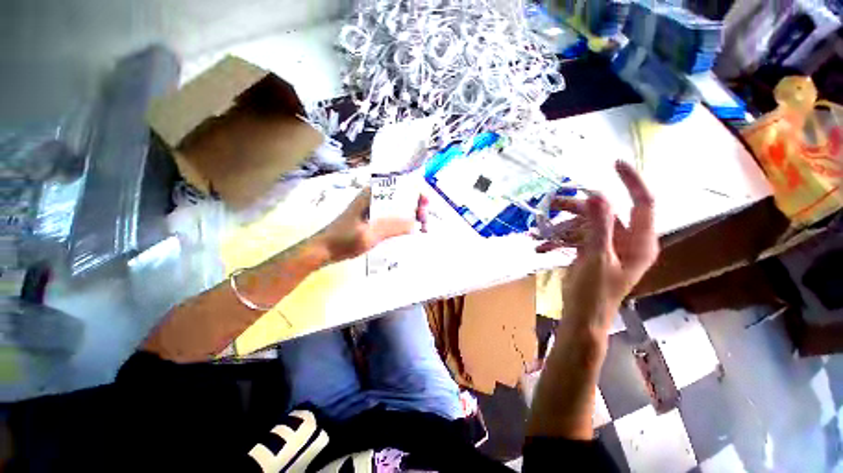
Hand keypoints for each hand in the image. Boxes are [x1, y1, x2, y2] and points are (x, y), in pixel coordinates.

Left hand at [316, 187, 428, 263]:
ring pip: (400, 206)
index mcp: (372, 194)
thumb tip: (415, 224)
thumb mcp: (369, 234)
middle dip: (417, 206)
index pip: (400, 185)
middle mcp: (375, 197)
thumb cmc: (343, 240)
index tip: (425, 207)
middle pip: (403, 195)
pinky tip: (411, 231)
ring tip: (422, 229)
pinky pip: (394, 216)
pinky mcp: (374, 218)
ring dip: (413, 215)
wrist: (324, 249)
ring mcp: (374, 208)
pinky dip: (405, 221)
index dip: (416, 192)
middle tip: (425, 223)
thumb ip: (391, 228)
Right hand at [536, 160, 658, 328]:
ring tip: (538, 233)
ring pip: (584, 225)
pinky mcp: (591, 253)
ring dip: (560, 228)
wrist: (581, 319)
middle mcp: (626, 241)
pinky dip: (558, 241)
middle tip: (551, 205)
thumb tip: (598, 195)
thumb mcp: (596, 258)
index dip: (631, 181)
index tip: (613, 164)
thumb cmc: (593, 294)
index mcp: (639, 242)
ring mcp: (606, 247)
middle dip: (575, 209)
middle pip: (603, 213)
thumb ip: (599, 226)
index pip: (644, 203)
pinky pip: (574, 239)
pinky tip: (540, 247)